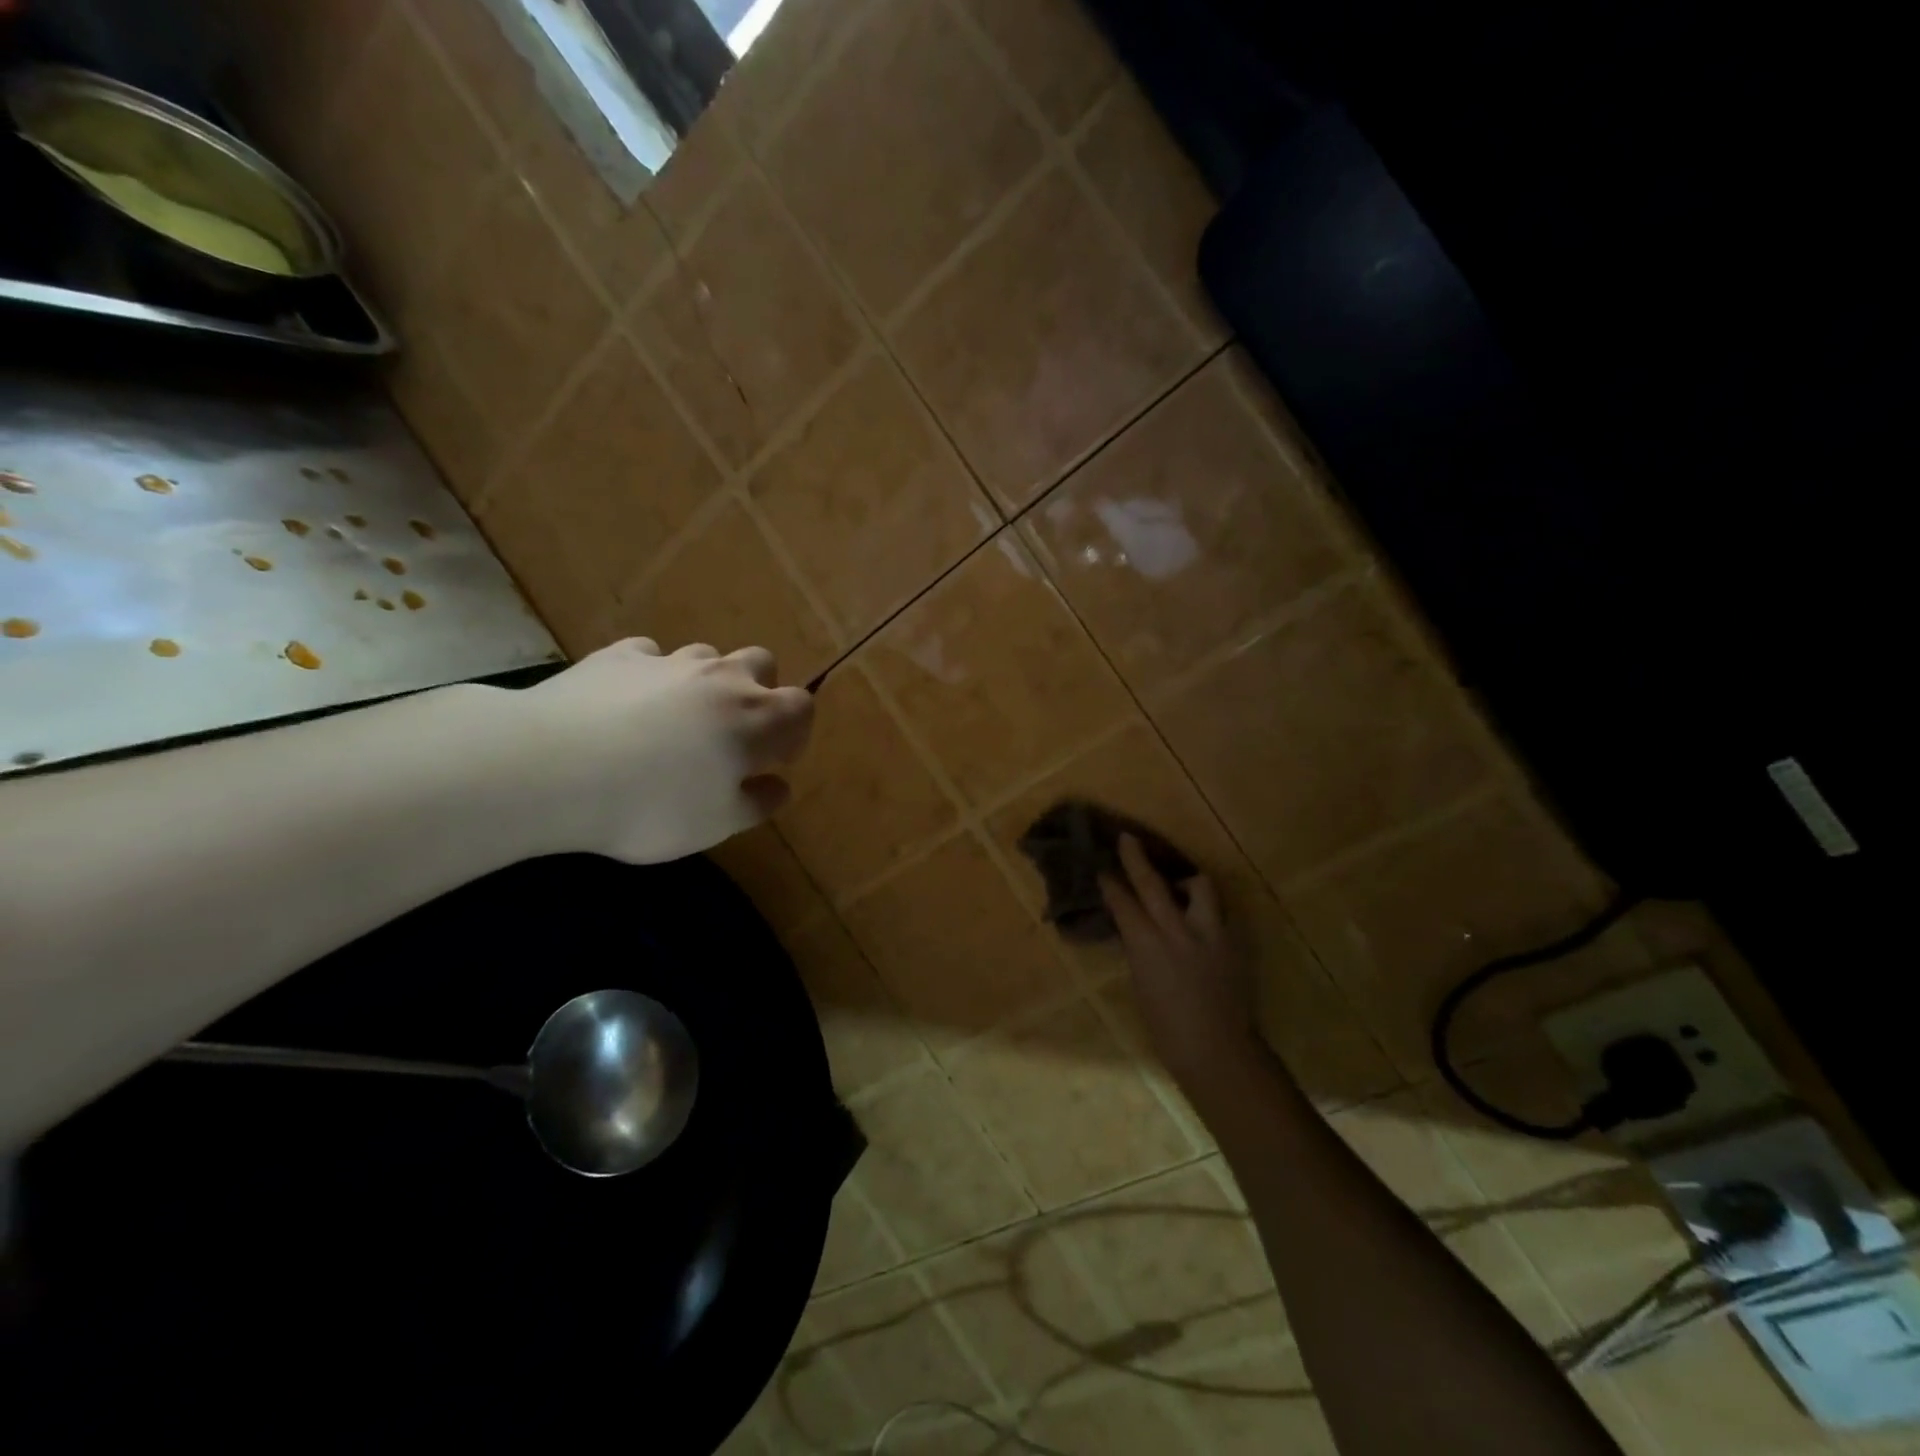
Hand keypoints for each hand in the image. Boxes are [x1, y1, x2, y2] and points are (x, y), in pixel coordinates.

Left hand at [507, 637, 813, 862]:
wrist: (552, 768)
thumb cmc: (651, 804)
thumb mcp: (716, 824)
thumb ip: (756, 803)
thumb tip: (777, 785)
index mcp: (756, 718)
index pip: (801, 706)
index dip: (794, 732)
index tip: (773, 760)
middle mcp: (721, 678)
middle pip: (761, 663)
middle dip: (757, 691)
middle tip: (731, 731)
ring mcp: (668, 661)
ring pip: (705, 656)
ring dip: (704, 682)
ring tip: (675, 719)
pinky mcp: (618, 656)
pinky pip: (648, 656)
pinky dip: (649, 676)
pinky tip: (626, 704)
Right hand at [1100, 835, 1259, 1081]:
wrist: (1218, 1051)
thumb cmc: (1167, 1028)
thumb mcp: (1141, 983)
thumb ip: (1140, 948)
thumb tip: (1136, 927)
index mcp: (1147, 945)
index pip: (1123, 902)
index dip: (1110, 883)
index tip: (1101, 867)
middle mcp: (1178, 930)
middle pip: (1153, 883)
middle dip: (1137, 858)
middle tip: (1128, 838)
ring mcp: (1210, 933)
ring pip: (1200, 886)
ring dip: (1186, 880)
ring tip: (1180, 884)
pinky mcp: (1234, 941)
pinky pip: (1220, 911)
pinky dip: (1207, 908)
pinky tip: (1202, 918)